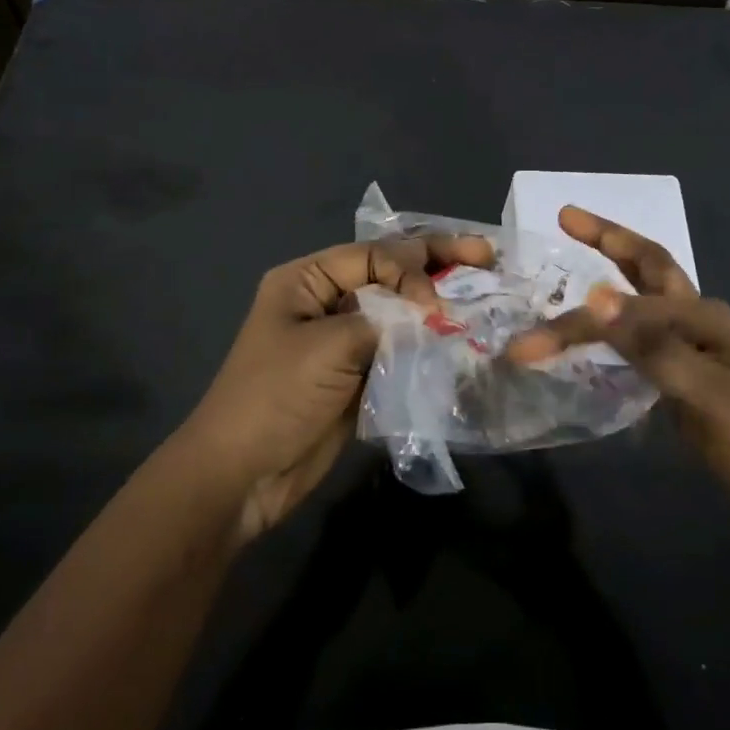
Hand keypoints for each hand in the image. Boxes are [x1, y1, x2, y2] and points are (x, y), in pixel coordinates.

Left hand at [178, 233, 493, 541]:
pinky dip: (427, 345)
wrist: (242, 475)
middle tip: (486, 254)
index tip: (437, 303)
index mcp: (307, 280)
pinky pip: (398, 350)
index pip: (373, 255)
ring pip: (398, 313)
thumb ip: (384, 320)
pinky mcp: (357, 376)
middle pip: (388, 275)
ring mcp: (343, 341)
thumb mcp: (328, 346)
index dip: (412, 268)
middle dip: (436, 265)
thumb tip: (433, 310)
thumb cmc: (275, 397)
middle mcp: (326, 301)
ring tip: (484, 297)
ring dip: (436, 308)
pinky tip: (460, 342)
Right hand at [508, 206, 729, 545]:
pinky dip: (611, 326)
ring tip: (571, 262)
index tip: (526, 344)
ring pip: (641, 300)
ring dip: (608, 276)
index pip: (626, 305)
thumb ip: (653, 346)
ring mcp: (693, 349)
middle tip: (566, 217)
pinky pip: (639, 338)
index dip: (576, 321)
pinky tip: (592, 333)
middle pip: (646, 267)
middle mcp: (697, 321)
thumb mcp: (710, 397)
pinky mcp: (685, 377)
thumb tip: (596, 297)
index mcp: (703, 316)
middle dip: (607, 239)